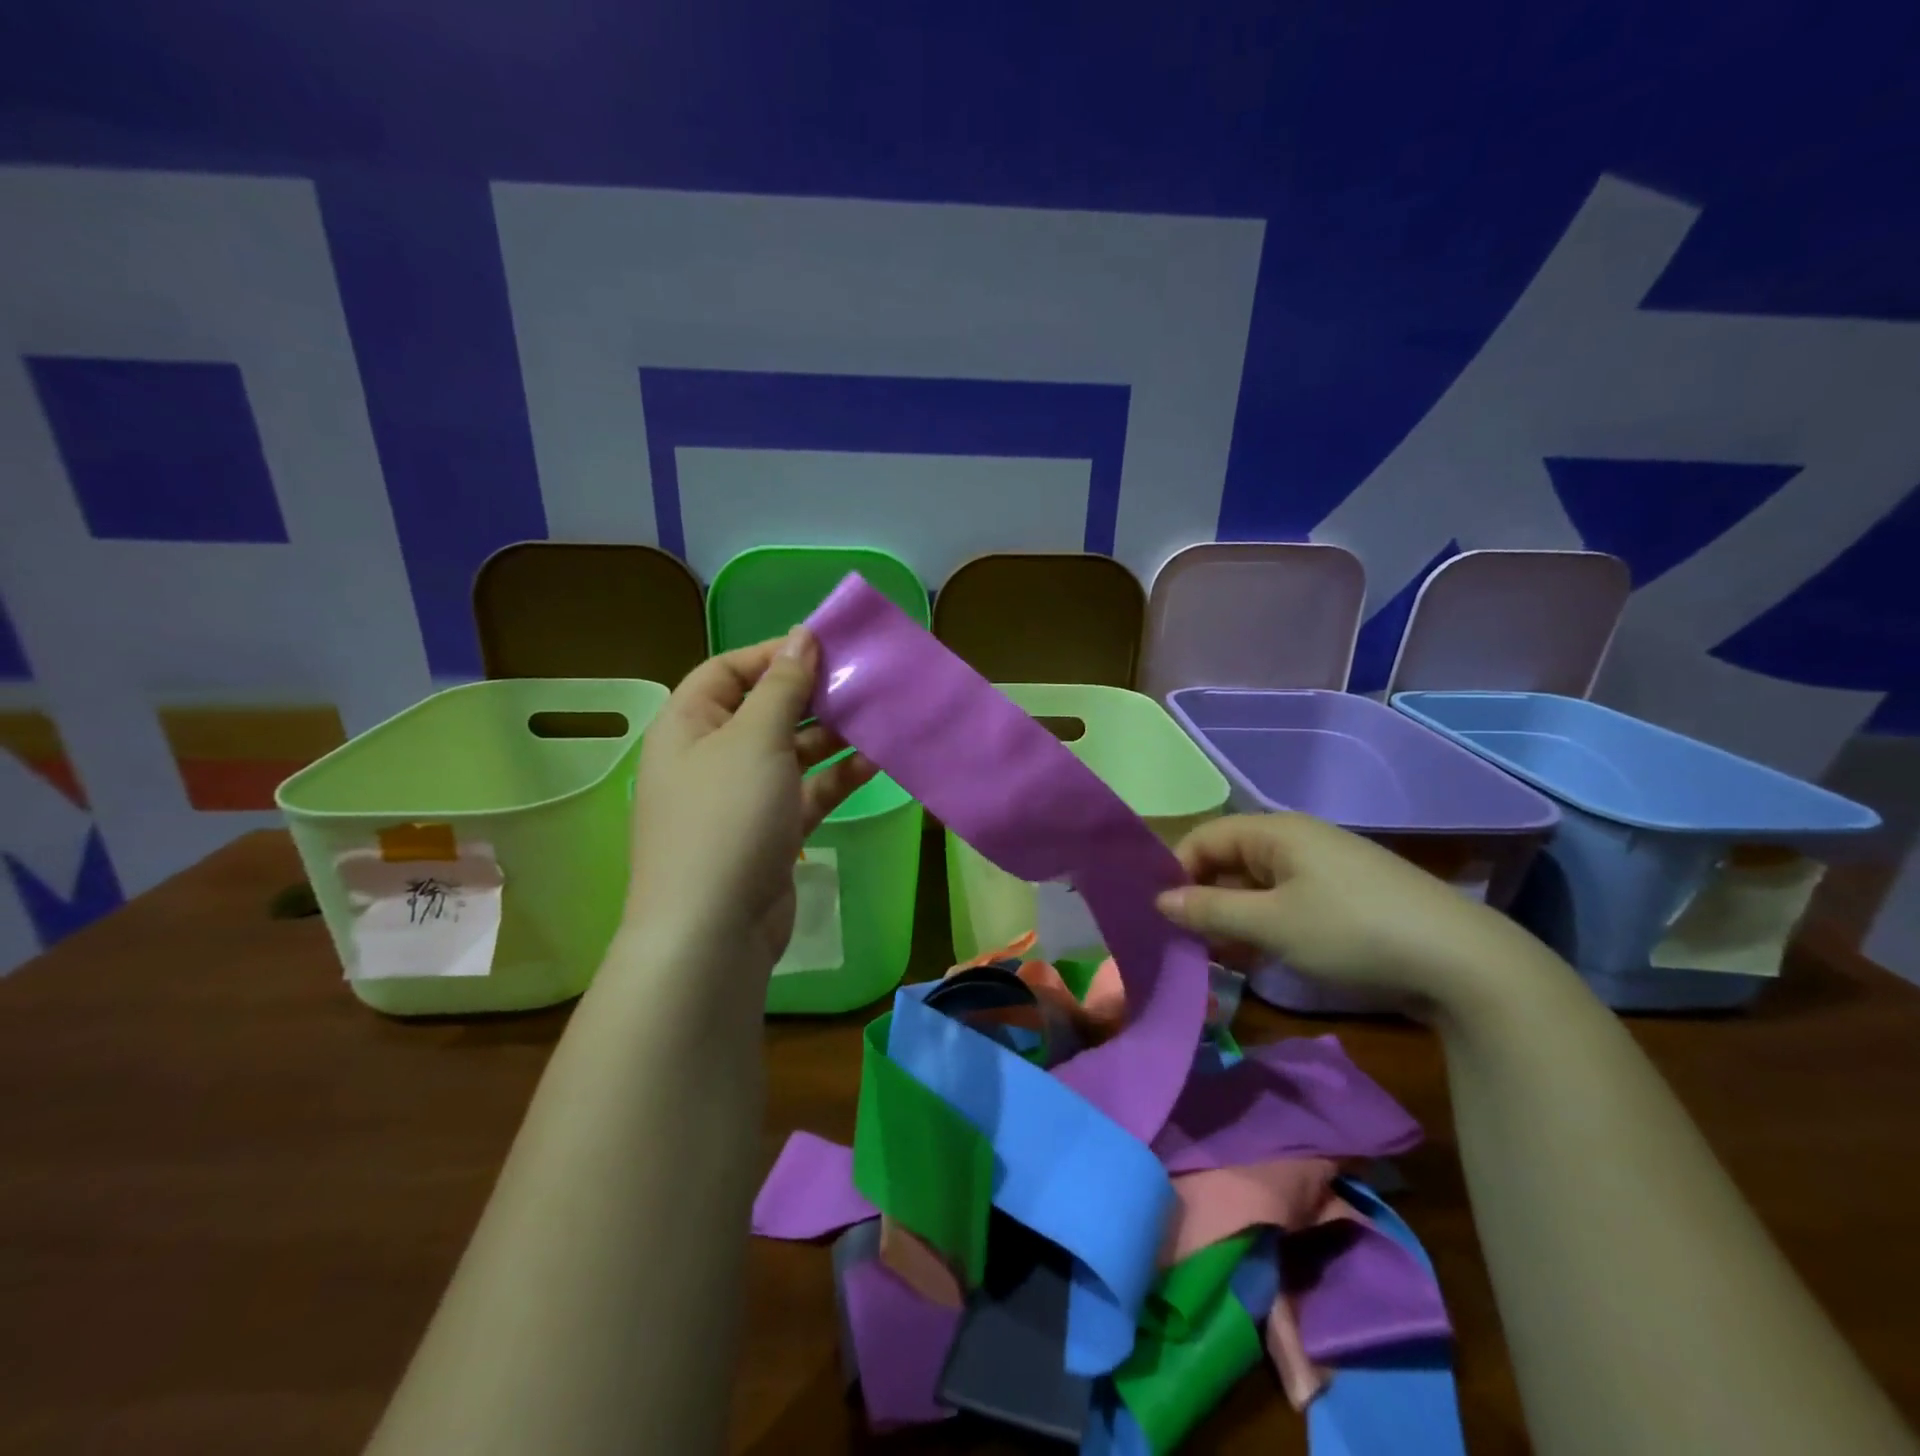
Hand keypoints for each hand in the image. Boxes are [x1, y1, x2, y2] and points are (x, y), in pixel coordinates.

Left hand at [625, 628, 875, 977]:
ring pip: (791, 753)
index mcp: (688, 725)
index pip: (728, 670)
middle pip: (764, 710)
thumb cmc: (726, 819)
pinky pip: (806, 793)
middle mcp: (710, 757)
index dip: (774, 654)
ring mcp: (741, 799)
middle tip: (862, 681)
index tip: (826, 646)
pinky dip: (836, 777)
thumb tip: (801, 635)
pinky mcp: (770, 832)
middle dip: (812, 696)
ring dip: (831, 736)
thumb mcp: (755, 740)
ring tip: (878, 717)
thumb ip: (782, 686)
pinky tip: (876, 763)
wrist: (712, 931)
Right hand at [1155, 813, 1527, 1006]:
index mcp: (1275, 832)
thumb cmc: (1351, 931)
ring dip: (1233, 917)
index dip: (1178, 872)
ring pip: (1257, 885)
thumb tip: (1160, 901)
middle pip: (1230, 860)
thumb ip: (1210, 910)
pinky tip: (1260, 957)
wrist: (1462, 962)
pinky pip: (1287, 901)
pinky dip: (1265, 925)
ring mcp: (1325, 868)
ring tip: (1219, 956)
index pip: (1205, 838)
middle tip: (1188, 942)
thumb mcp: (1271, 924)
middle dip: (1204, 898)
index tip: (1164, 916)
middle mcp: (1297, 840)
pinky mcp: (1346, 896)